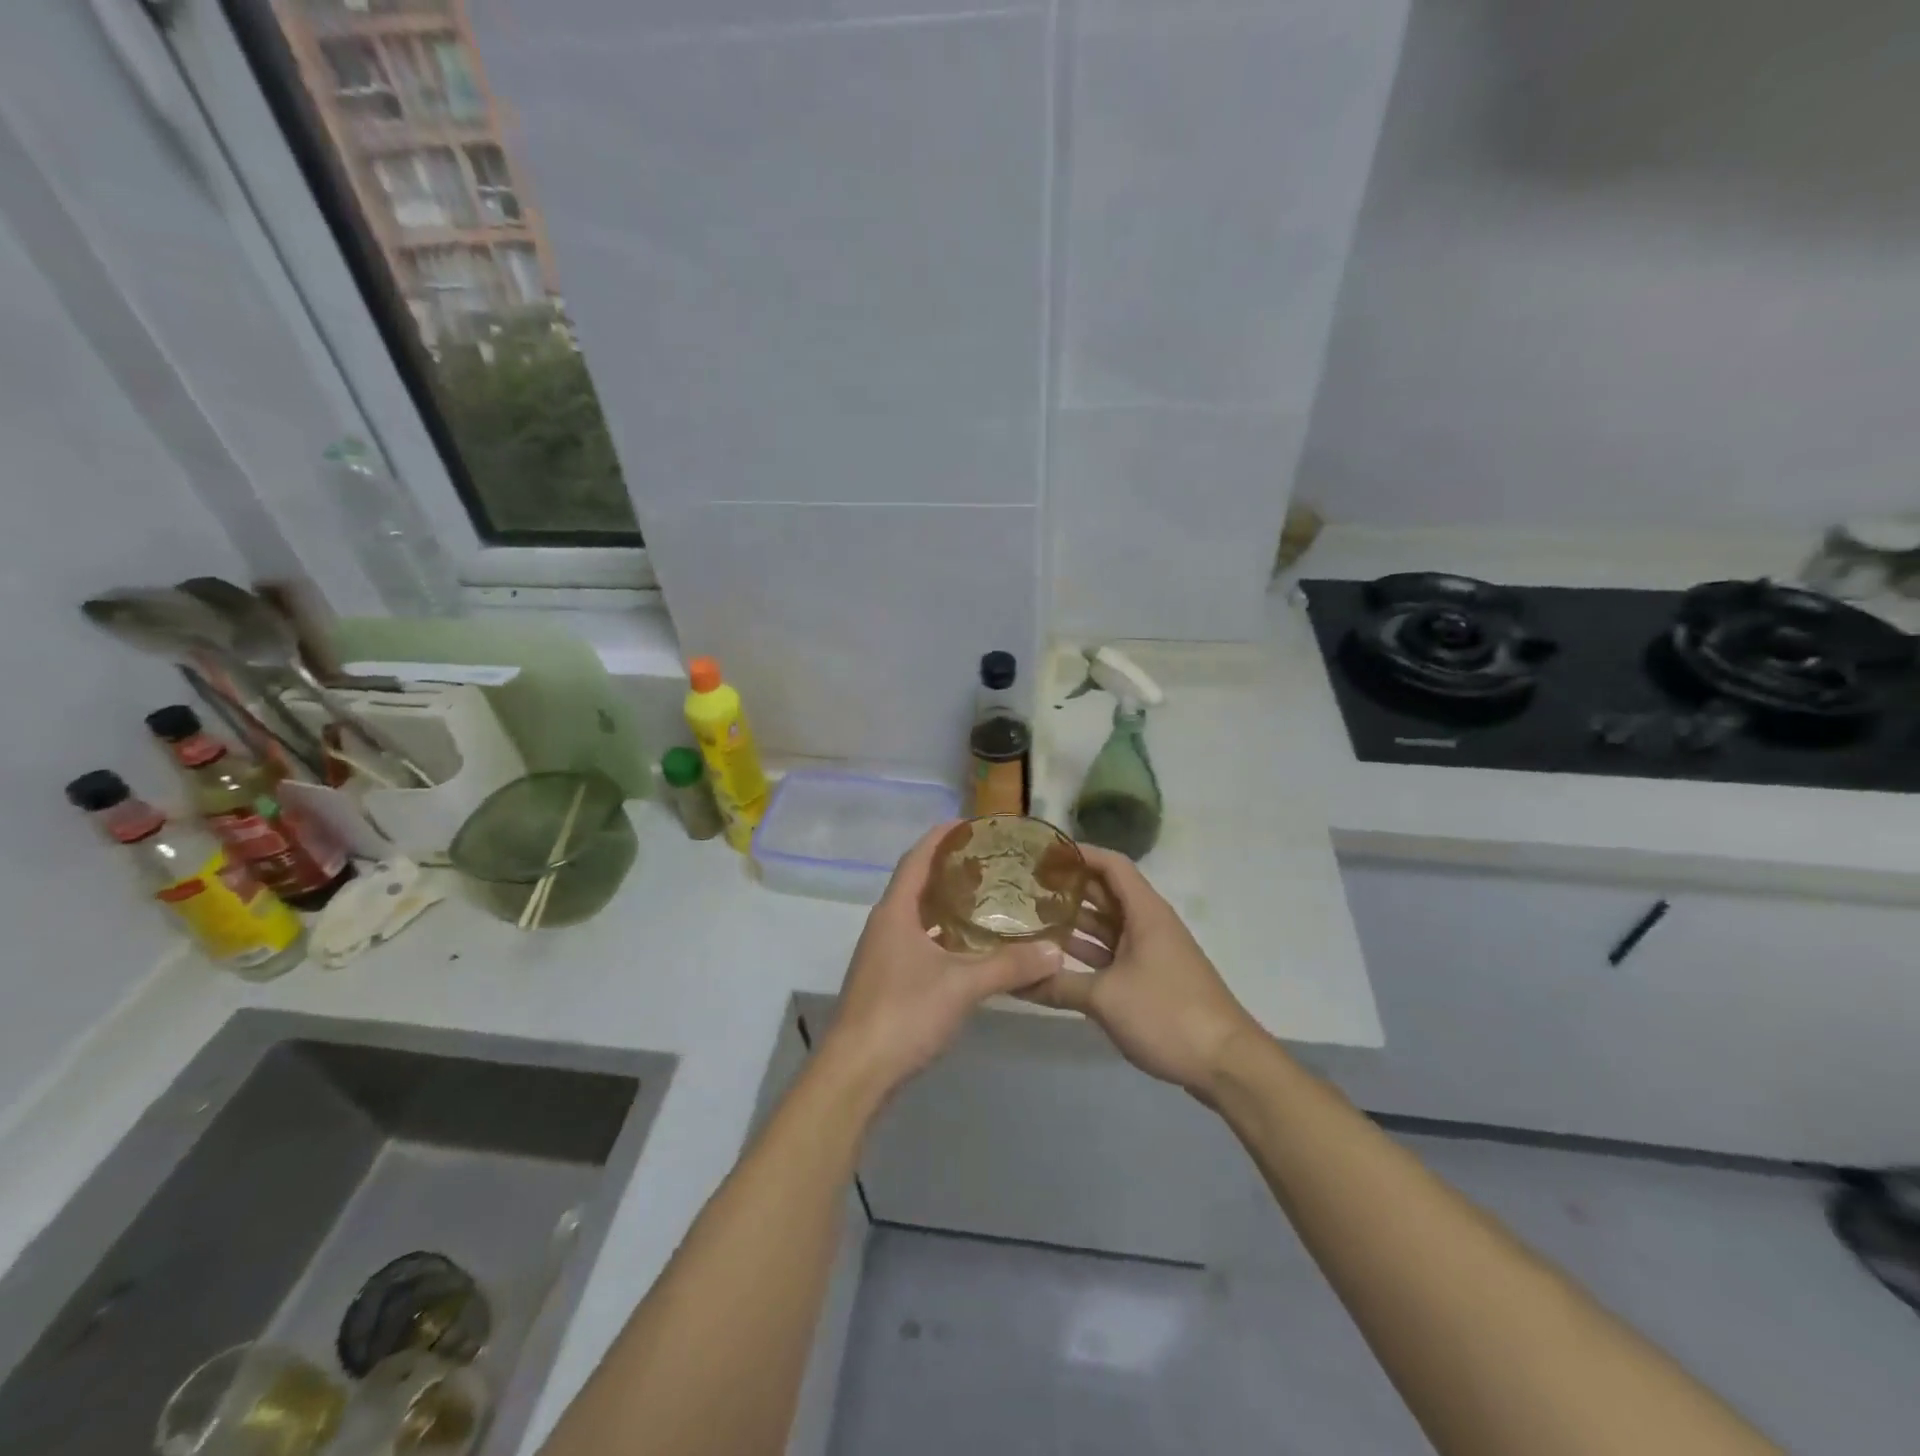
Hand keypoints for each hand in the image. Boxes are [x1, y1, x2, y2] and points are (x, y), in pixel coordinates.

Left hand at [819, 822, 1062, 1100]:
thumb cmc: (903, 1014)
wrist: (856, 1073)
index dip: (941, 837)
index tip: (970, 823)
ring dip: (946, 903)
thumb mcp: (962, 986)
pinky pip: (918, 941)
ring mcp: (882, 954)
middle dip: (949, 868)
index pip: (917, 858)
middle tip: (990, 862)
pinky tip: (969, 948)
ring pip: (917, 915)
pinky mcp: (887, 980)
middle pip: (917, 883)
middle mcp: (885, 925)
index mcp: (895, 912)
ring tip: (986, 899)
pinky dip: (943, 934)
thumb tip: (1056, 951)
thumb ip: (1010, 966)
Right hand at [1019, 846, 1261, 1100]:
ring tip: (1033, 919)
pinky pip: (1113, 953)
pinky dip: (1087, 952)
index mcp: (1145, 913)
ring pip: (1108, 926)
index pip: (1111, 864)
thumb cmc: (1167, 1014)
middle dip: (1069, 888)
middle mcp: (1148, 924)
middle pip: (1106, 893)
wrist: (1226, 1063)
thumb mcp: (1105, 998)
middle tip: (1026, 888)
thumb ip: (1058, 984)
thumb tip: (1012, 980)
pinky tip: (1058, 959)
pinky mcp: (1152, 978)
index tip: (1043, 855)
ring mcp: (1151, 952)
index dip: (1079, 854)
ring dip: (1075, 922)